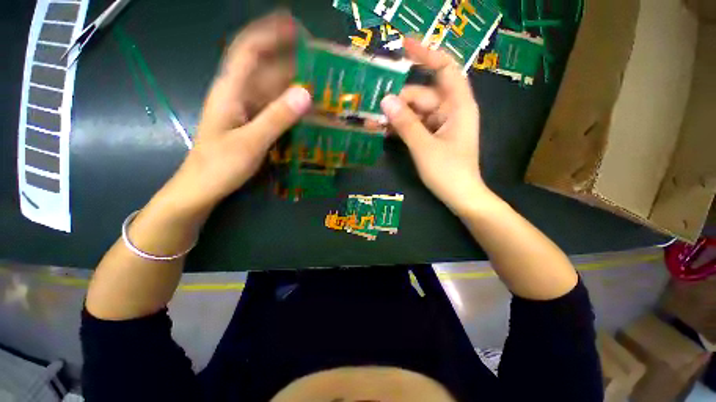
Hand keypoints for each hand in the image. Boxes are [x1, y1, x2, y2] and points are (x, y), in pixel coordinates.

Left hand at [167, 12, 311, 211]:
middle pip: (263, 66)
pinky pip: (273, 106)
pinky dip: (289, 103)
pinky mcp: (251, 123)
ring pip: (270, 87)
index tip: (294, 26)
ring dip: (292, 81)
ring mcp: (245, 109)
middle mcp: (238, 94)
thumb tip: (306, 94)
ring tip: (317, 81)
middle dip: (288, 56)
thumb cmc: (219, 166)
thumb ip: (277, 118)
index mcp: (231, 90)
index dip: (269, 32)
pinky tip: (304, 107)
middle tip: (317, 58)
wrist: (203, 187)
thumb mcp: (250, 142)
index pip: (249, 49)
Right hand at [381, 38, 492, 213]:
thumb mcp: (424, 147)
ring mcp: (442, 125)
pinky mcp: (434, 137)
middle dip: (399, 102)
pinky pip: (416, 125)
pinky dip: (403, 127)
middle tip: (375, 112)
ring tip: (376, 123)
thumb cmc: (448, 172)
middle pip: (422, 96)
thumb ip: (405, 123)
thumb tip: (385, 100)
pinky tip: (387, 132)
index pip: (445, 69)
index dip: (426, 54)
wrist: (461, 196)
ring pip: (416, 112)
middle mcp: (451, 111)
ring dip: (397, 117)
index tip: (403, 46)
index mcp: (458, 106)